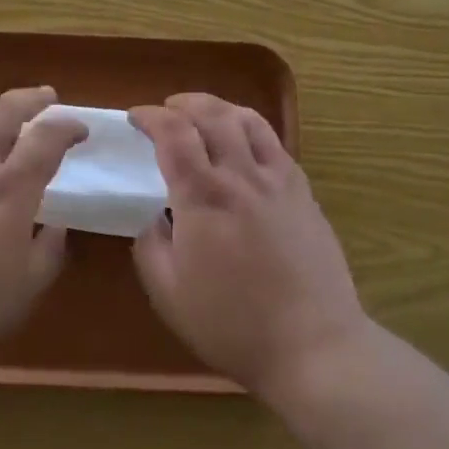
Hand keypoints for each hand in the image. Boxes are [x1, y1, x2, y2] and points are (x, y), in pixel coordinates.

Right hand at [129, 94, 367, 400]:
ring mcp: (278, 181)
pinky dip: (251, 129)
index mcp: (203, 196)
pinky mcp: (304, 193)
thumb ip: (151, 244)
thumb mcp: (168, 293)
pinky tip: (244, 145)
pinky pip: (275, 144)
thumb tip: (156, 216)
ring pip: (249, 120)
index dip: (151, 117)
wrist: (313, 345)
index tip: (136, 117)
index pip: (173, 134)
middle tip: (167, 109)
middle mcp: (241, 175)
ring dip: (220, 107)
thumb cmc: (232, 324)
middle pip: (212, 115)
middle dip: (184, 103)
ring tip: (205, 114)